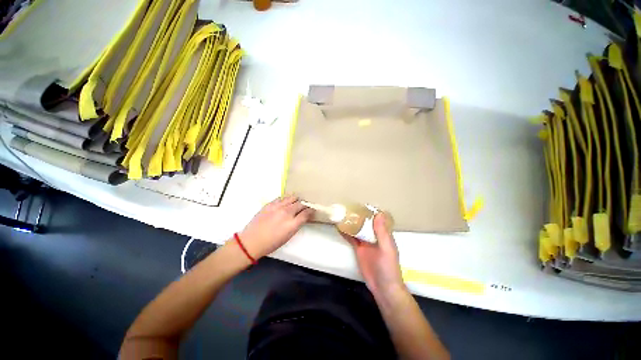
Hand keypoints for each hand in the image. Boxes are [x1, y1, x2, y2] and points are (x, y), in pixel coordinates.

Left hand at [239, 196, 313, 258]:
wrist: (251, 241)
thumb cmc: (271, 243)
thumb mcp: (288, 237)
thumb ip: (297, 225)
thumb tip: (302, 217)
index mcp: (292, 224)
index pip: (306, 213)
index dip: (311, 210)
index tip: (311, 210)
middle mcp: (286, 213)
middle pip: (300, 204)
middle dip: (304, 205)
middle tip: (304, 207)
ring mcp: (277, 207)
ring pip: (292, 198)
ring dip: (296, 200)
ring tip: (295, 203)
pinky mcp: (269, 204)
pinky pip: (281, 198)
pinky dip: (285, 199)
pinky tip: (285, 203)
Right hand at [340, 213, 404, 297]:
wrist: (383, 287)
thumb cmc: (388, 267)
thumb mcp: (386, 248)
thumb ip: (382, 232)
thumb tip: (379, 213)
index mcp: (383, 234)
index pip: (376, 219)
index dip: (370, 211)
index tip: (360, 203)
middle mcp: (374, 236)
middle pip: (365, 223)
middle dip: (358, 216)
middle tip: (347, 207)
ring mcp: (365, 243)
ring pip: (358, 229)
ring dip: (351, 223)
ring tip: (342, 215)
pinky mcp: (358, 249)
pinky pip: (352, 239)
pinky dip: (346, 233)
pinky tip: (339, 228)